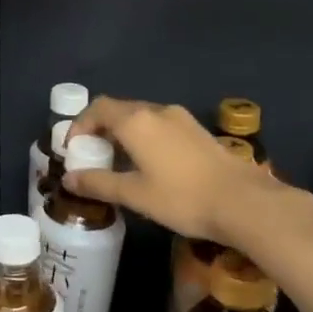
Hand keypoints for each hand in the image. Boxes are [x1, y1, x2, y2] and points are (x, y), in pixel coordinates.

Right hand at [65, 96, 278, 242]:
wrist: (244, 202)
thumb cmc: (182, 198)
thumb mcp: (134, 194)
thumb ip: (98, 183)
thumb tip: (69, 178)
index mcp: (136, 121)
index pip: (97, 109)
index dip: (79, 125)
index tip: (73, 150)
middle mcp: (157, 111)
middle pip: (119, 110)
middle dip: (100, 129)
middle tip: (92, 156)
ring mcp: (181, 119)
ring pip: (141, 117)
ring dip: (123, 134)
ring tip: (118, 162)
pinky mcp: (198, 131)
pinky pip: (160, 126)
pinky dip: (144, 138)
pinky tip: (149, 165)